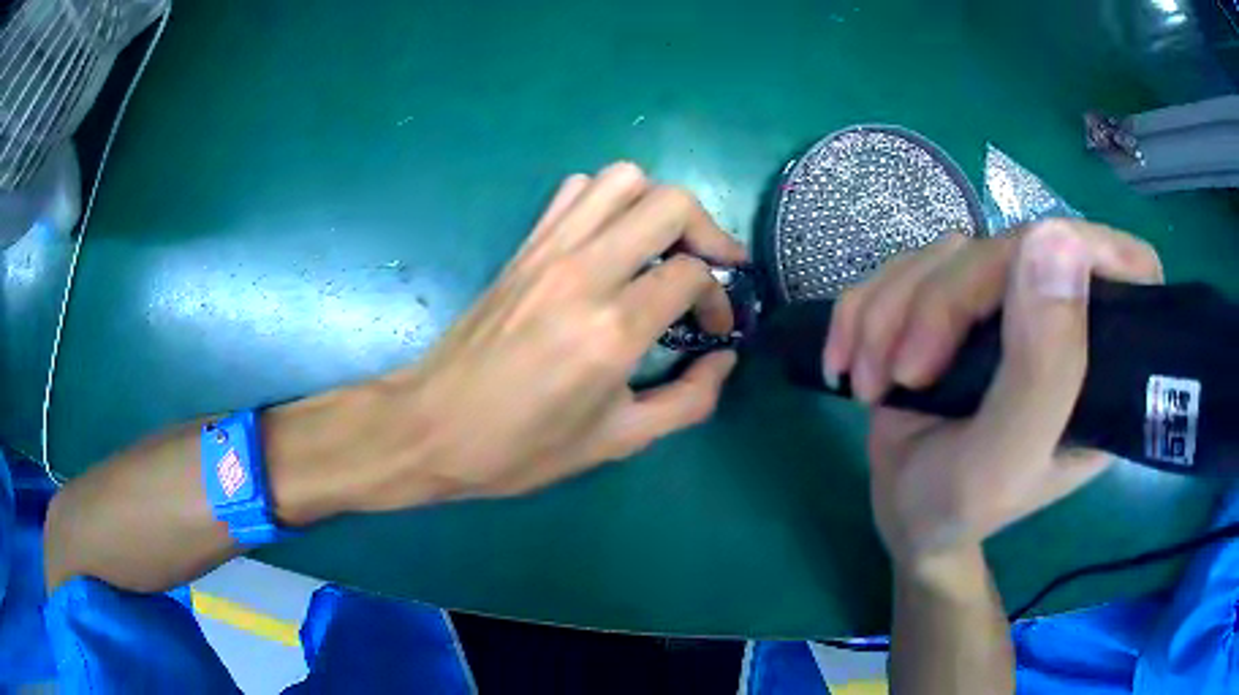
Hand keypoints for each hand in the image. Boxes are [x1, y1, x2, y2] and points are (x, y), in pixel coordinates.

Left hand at [342, 162, 745, 509]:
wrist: (432, 427)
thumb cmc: (522, 446)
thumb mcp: (616, 441)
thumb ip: (687, 401)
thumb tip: (724, 359)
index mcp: (612, 329)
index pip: (691, 274)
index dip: (718, 298)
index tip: (714, 327)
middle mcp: (584, 272)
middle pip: (669, 203)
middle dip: (706, 229)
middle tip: (710, 267)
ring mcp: (549, 250)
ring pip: (622, 179)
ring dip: (657, 205)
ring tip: (663, 247)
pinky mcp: (524, 247)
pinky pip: (575, 191)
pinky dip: (607, 201)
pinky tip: (610, 242)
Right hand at [822, 220, 1162, 571]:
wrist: (903, 515)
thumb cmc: (956, 509)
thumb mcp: (1001, 464)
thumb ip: (1042, 371)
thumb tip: (1055, 240)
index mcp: (1103, 368)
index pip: (1127, 267)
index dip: (1086, 248)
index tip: (1021, 277)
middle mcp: (1064, 324)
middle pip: (1013, 248)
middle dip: (941, 301)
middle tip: (901, 373)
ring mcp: (1008, 306)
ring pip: (949, 253)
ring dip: (890, 312)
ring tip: (872, 382)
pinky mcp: (958, 301)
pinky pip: (905, 265)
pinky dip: (864, 308)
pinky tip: (849, 361)